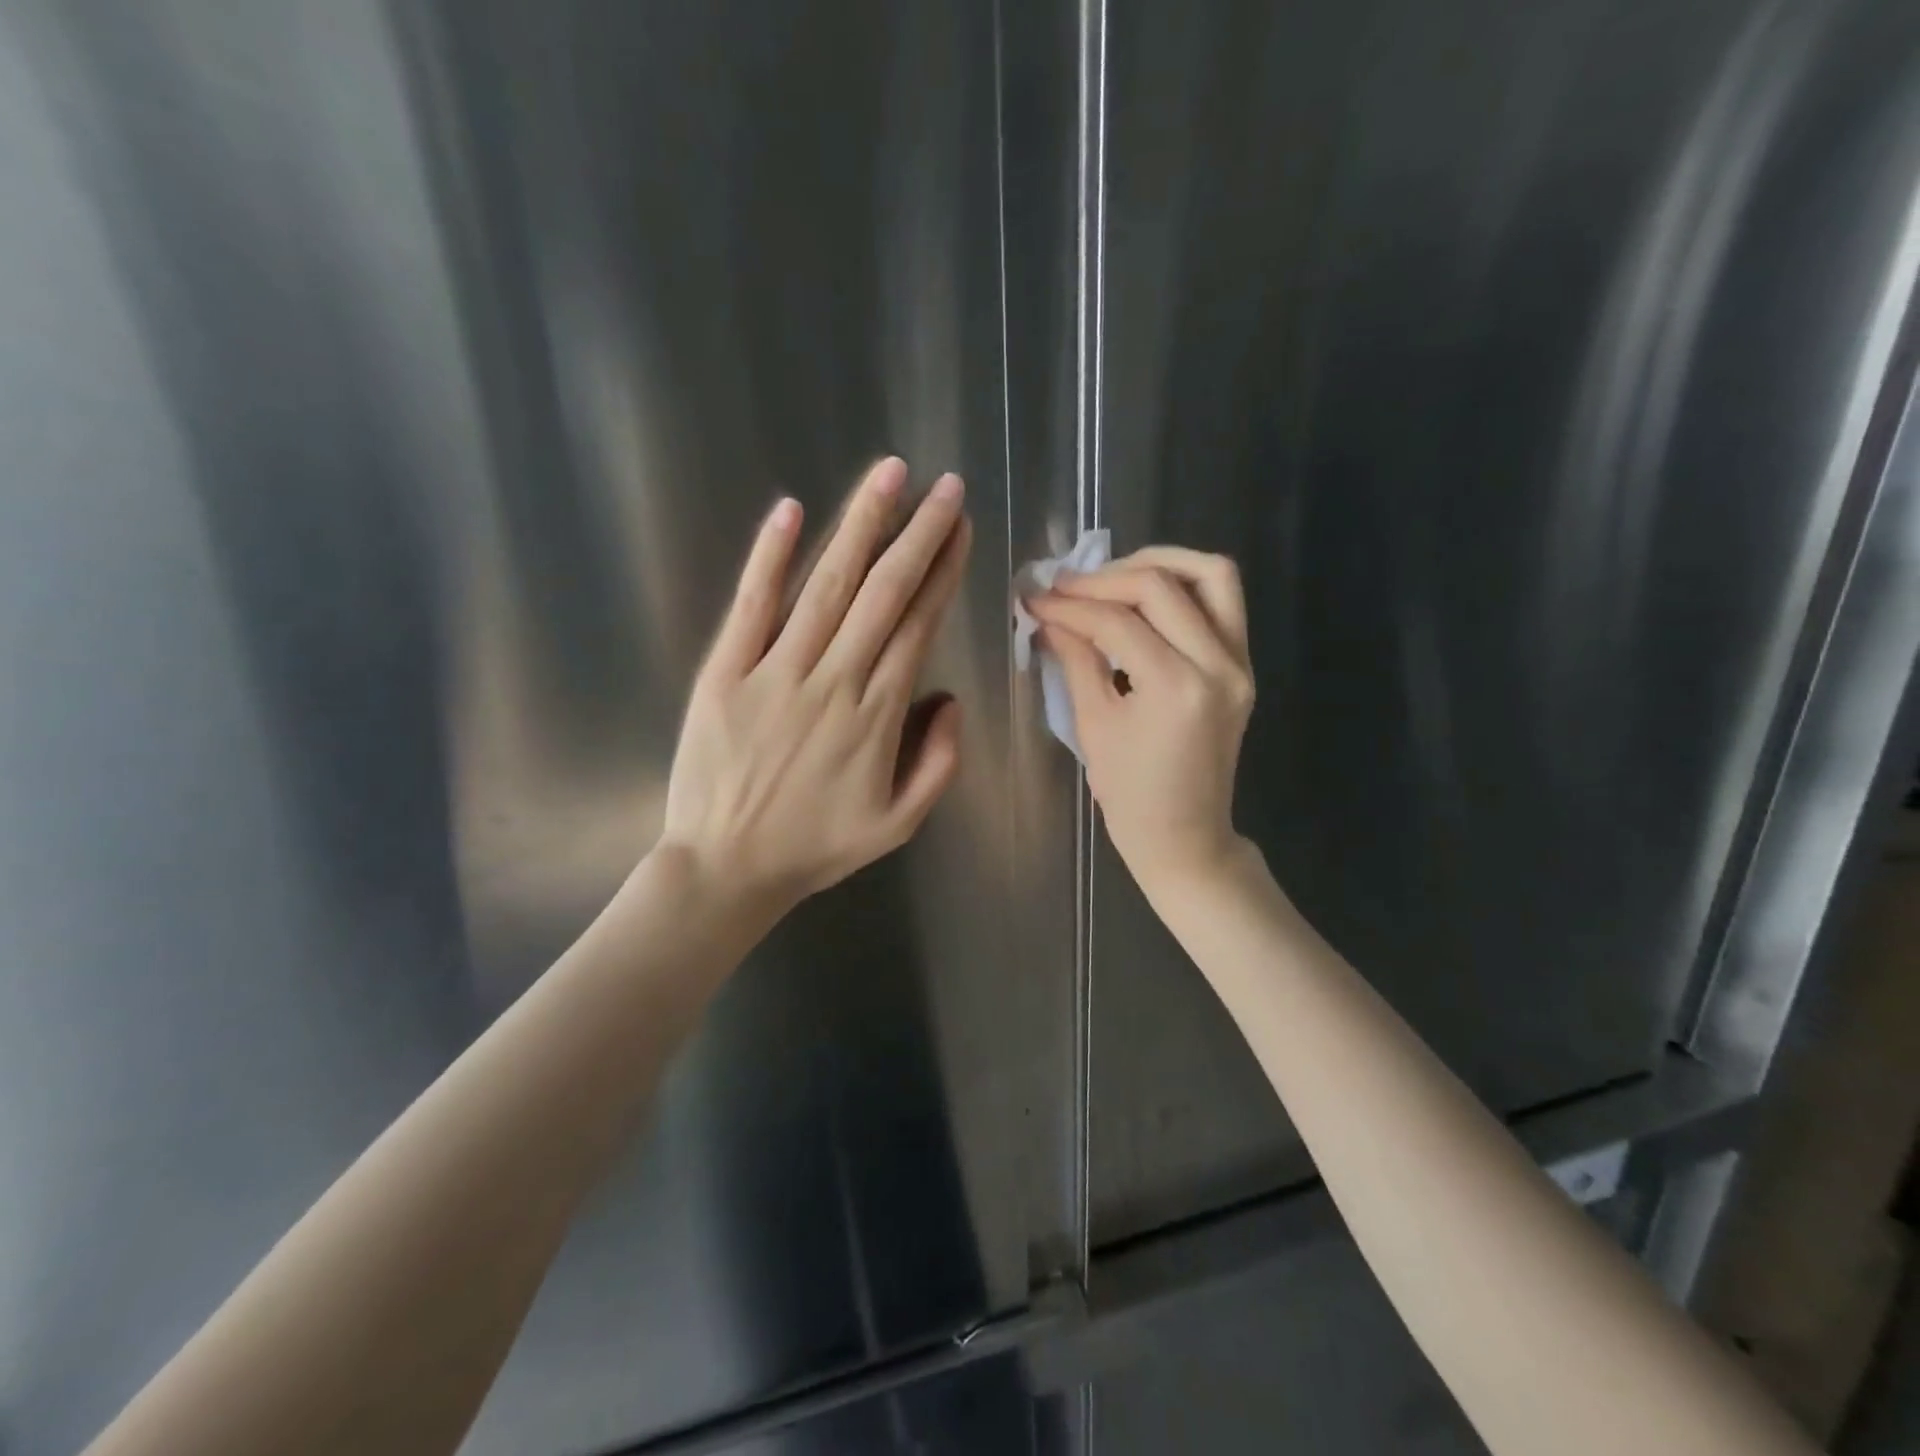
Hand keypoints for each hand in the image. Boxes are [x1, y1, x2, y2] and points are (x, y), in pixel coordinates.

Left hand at [660, 457, 971, 915]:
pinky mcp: (725, 672)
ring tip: (889, 476)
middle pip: (883, 592)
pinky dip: (769, 557)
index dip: (942, 571)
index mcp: (878, 714)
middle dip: (918, 533)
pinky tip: (791, 510)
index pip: (918, 624)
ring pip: (826, 586)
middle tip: (942, 485)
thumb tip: (950, 698)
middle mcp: (834, 679)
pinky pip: (751, 606)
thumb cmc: (816, 847)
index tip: (959, 527)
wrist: (725, 868)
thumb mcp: (899, 823)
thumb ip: (939, 762)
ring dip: (860, 526)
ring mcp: (776, 671)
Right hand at [1027, 547, 1253, 897]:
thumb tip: (1049, 614)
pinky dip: (1184, 586)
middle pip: (1162, 586)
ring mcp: (1239, 663)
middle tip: (1065, 585)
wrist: (1186, 837)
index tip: (1035, 598)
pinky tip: (1144, 599)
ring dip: (1158, 563)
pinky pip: (1222, 602)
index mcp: (1175, 687)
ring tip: (1113, 576)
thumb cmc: (1131, 796)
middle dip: (1105, 578)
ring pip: (1211, 575)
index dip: (1070, 604)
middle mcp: (1218, 664)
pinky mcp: (1243, 666)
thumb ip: (1076, 659)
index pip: (1117, 621)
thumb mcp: (1094, 726)